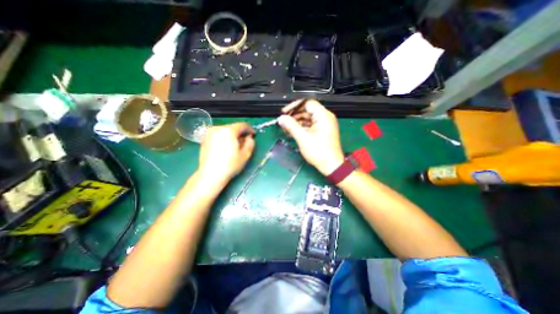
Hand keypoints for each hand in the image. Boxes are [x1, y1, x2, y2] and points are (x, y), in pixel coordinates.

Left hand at [198, 121, 255, 183]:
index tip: (253, 135)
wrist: (210, 175)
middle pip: (233, 127)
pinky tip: (226, 148)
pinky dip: (224, 138)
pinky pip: (218, 135)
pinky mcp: (204, 139)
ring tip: (235, 146)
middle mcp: (217, 129)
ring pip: (225, 131)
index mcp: (228, 131)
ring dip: (232, 136)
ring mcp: (209, 133)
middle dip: (240, 133)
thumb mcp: (245, 154)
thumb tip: (249, 138)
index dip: (249, 129)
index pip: (242, 125)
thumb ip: (250, 143)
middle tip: (245, 142)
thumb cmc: (230, 165)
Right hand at [276, 100, 343, 174]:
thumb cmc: (319, 152)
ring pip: (307, 118)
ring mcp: (324, 124)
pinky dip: (301, 127)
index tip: (284, 112)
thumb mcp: (303, 138)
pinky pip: (310, 125)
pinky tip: (293, 132)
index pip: (307, 103)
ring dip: (296, 122)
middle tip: (283, 122)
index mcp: (323, 116)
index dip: (294, 106)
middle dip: (294, 116)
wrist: (331, 165)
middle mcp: (325, 117)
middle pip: (307, 111)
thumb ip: (291, 126)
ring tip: (286, 128)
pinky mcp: (322, 131)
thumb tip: (281, 118)